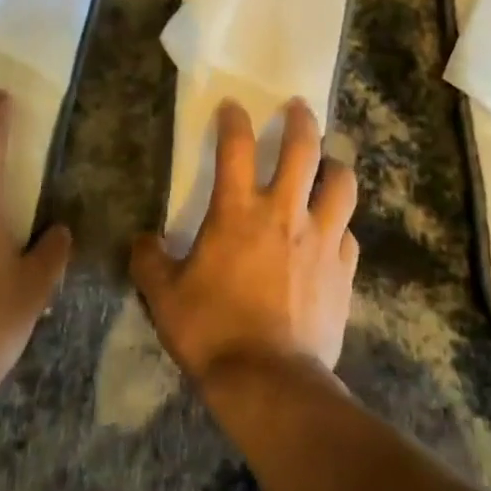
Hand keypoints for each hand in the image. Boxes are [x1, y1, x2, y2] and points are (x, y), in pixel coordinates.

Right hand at [131, 98, 359, 385]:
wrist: (270, 383)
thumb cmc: (213, 332)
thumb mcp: (165, 297)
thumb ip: (149, 262)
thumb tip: (141, 242)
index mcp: (238, 211)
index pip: (236, 146)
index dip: (233, 119)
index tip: (232, 107)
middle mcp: (284, 212)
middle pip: (303, 149)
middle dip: (301, 121)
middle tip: (299, 108)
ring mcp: (321, 240)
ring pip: (341, 184)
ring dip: (336, 167)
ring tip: (330, 165)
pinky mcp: (343, 271)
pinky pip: (348, 234)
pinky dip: (340, 226)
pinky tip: (334, 233)